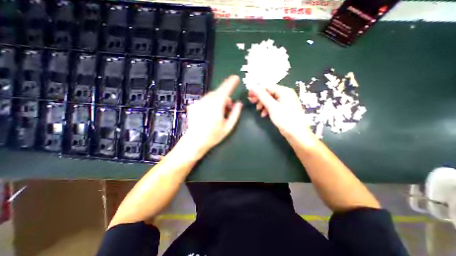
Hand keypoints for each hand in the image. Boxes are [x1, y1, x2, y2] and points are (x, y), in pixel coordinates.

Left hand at [183, 74, 243, 157]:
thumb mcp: (228, 126)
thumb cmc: (213, 135)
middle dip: (225, 98)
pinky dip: (210, 104)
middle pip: (219, 93)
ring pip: (211, 96)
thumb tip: (239, 103)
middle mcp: (206, 101)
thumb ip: (235, 113)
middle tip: (228, 108)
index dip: (231, 83)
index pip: (225, 90)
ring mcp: (198, 102)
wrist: (194, 141)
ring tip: (218, 113)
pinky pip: (205, 100)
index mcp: (216, 105)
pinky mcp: (193, 105)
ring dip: (217, 101)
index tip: (236, 78)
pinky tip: (208, 114)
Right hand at [248, 85, 315, 142]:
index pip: (267, 86)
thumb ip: (262, 96)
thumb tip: (253, 87)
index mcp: (284, 91)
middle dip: (260, 98)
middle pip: (269, 92)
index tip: (249, 95)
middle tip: (252, 102)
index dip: (257, 90)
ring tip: (258, 110)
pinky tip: (264, 114)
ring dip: (263, 104)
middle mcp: (285, 94)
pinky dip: (267, 109)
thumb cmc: (285, 119)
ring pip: (270, 99)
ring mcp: (285, 102)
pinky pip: (273, 105)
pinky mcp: (284, 108)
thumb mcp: (272, 107)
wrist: (297, 134)